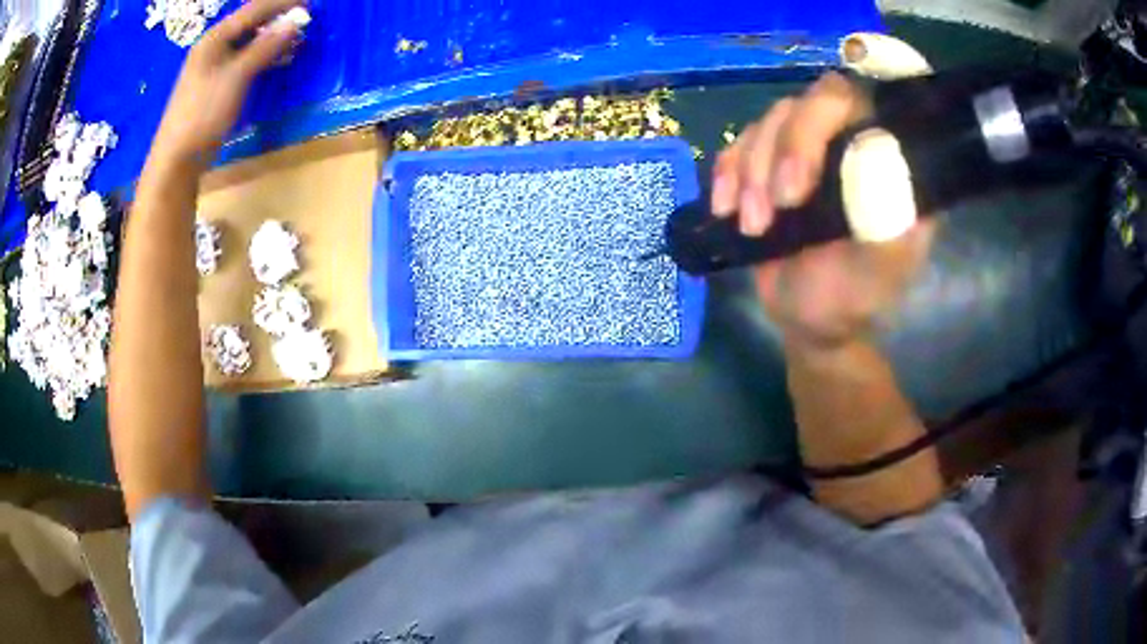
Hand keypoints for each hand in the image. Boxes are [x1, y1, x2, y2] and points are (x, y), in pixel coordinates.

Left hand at [149, 0, 304, 167]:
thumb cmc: (203, 114)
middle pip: (250, 23)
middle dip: (278, 18)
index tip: (311, 2)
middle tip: (306, 19)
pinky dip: (264, 57)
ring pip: (248, 42)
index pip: (254, 10)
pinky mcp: (216, 85)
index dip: (282, 3)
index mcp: (214, 39)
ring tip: (298, 39)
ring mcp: (213, 67)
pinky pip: (245, 60)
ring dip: (273, 38)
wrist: (177, 159)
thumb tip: (296, 22)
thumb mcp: (236, 77)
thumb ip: (265, 47)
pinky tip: (278, 60)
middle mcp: (213, 47)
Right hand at [711, 72, 934, 349]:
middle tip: (775, 208)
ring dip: (751, 173)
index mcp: (881, 159)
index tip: (798, 186)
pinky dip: (727, 174)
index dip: (818, 122)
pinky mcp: (767, 164)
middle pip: (802, 104)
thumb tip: (874, 166)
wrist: (808, 319)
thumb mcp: (877, 271)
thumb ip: (886, 223)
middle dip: (780, 152)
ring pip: (767, 124)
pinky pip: (737, 146)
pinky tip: (726, 209)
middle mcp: (843, 141)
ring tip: (754, 227)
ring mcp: (803, 150)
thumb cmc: (850, 298)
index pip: (853, 103)